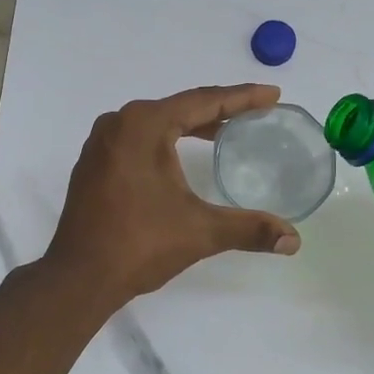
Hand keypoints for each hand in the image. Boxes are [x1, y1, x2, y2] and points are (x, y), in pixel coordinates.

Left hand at [46, 84, 302, 304]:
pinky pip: (139, 139)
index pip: (203, 101)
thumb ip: (250, 229)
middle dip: (220, 110)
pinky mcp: (94, 163)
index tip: (273, 96)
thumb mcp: (200, 232)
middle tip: (256, 113)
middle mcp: (119, 123)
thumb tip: (294, 241)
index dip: (242, 98)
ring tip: (226, 132)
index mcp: (144, 125)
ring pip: (157, 123)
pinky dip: (166, 140)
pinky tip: (182, 155)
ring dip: (191, 125)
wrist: (78, 277)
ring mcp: (102, 143)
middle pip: (180, 107)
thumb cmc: (139, 244)